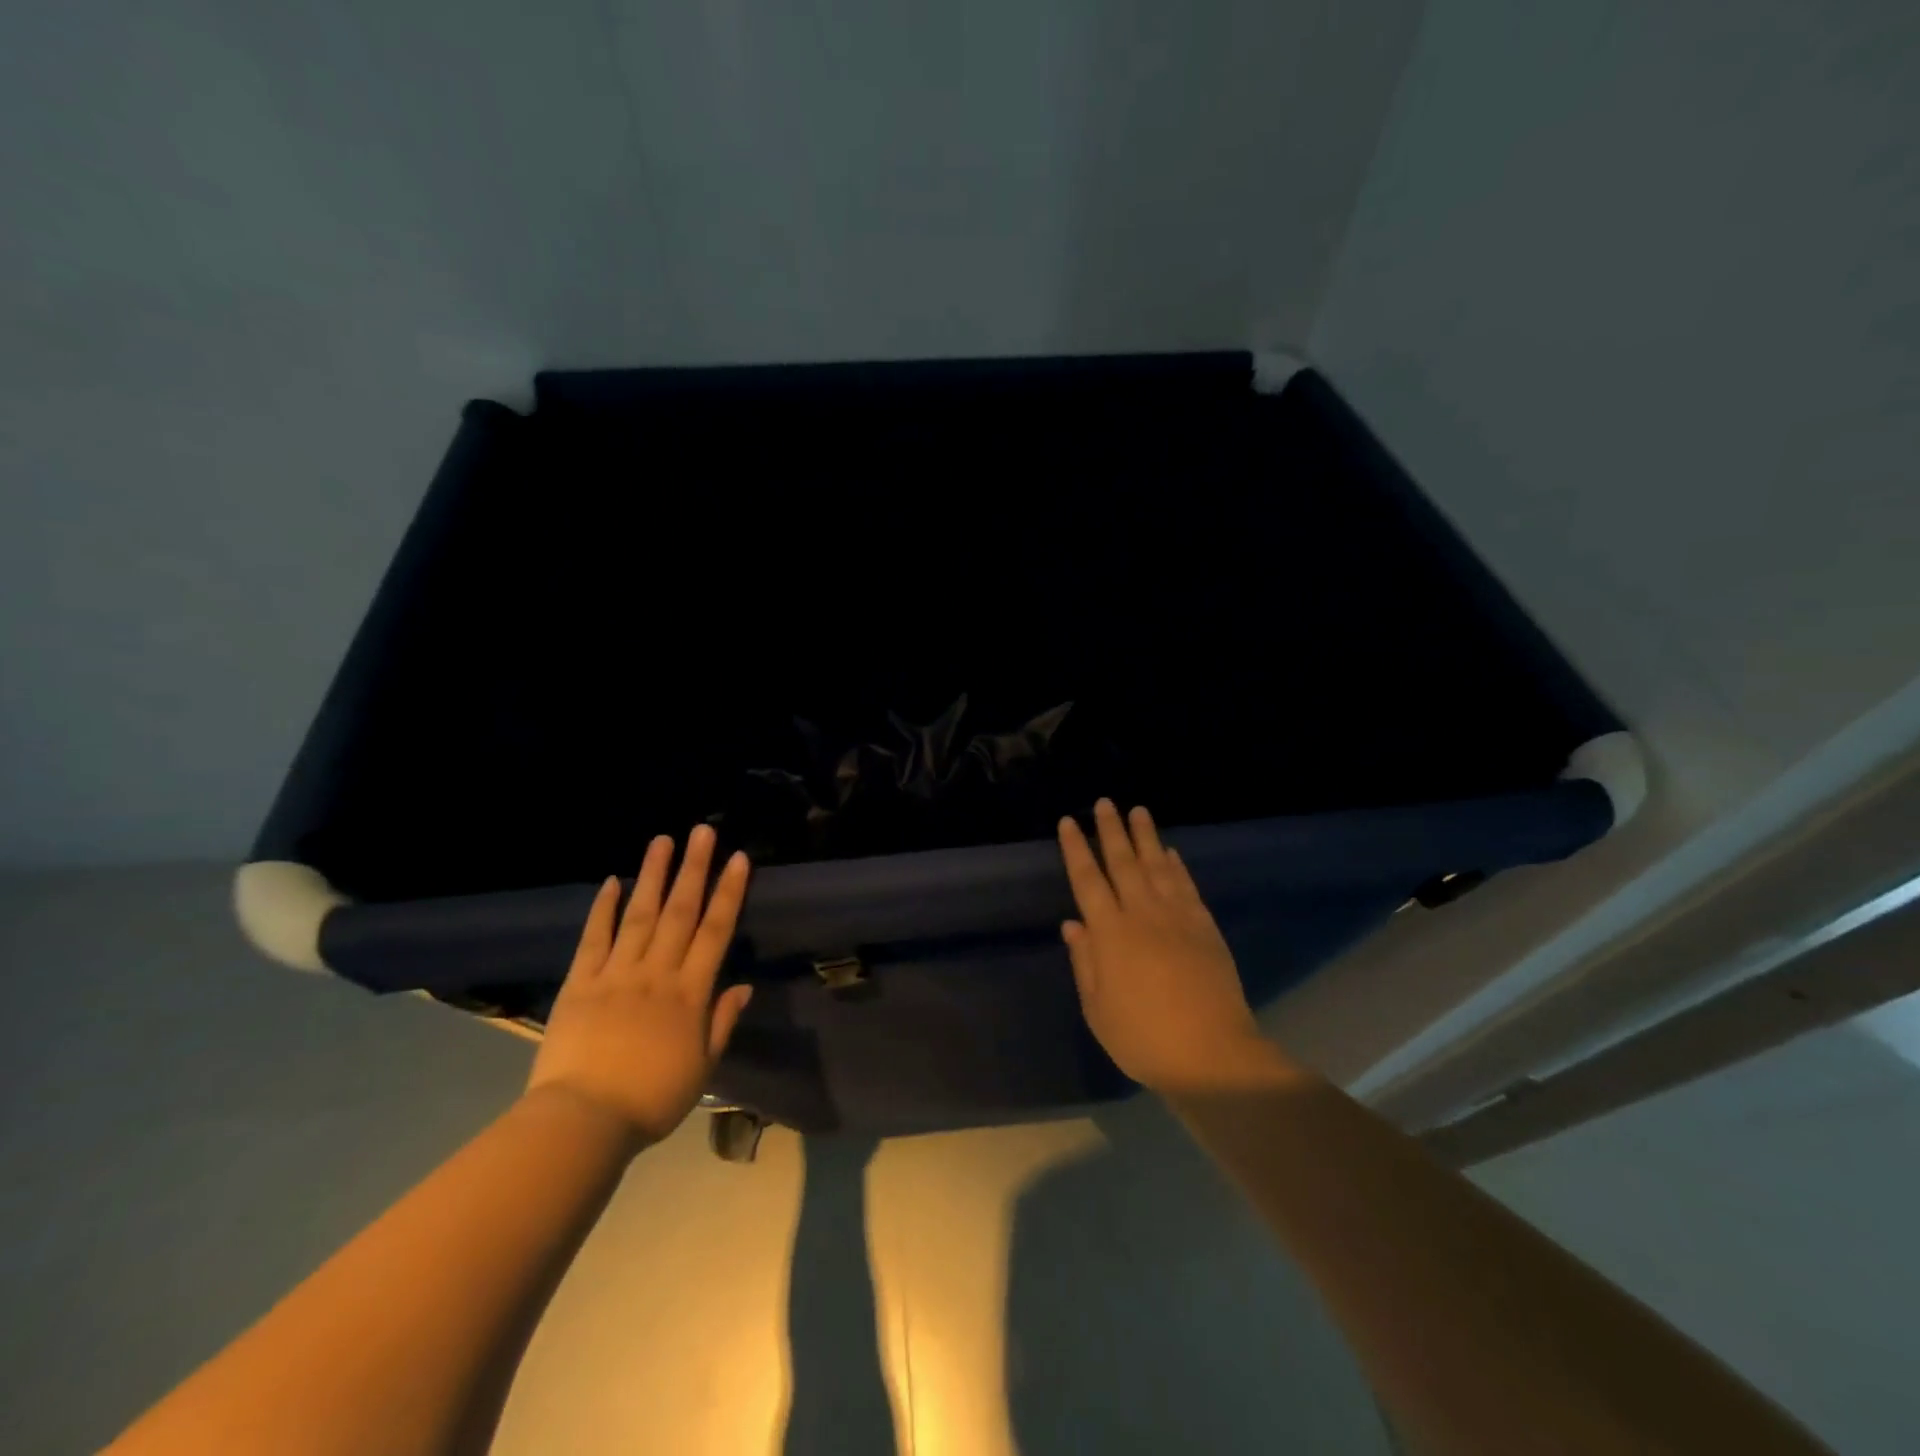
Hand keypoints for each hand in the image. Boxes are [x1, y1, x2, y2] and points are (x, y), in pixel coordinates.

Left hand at [527, 826, 753, 1145]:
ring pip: (640, 915)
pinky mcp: (580, 983)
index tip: (738, 859)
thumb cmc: (651, 1099)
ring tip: (662, 840)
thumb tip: (743, 986)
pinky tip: (611, 882)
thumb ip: (722, 1022)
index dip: (729, 893)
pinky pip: (594, 939)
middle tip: (703, 831)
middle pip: (680, 912)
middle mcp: (656, 973)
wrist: (582, 1122)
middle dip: (694, 868)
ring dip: (652, 875)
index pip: (715, 931)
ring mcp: (616, 974)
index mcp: (690, 993)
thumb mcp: (702, 1067)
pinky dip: (603, 909)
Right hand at [1058, 800, 1278, 1092]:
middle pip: (1123, 862)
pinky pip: (1187, 886)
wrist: (1211, 1054)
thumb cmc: (1143, 1038)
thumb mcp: (1097, 1009)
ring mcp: (1178, 917)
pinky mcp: (1205, 927)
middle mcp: (1142, 914)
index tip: (1068, 823)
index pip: (1088, 880)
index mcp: (1110, 934)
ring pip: (1157, 866)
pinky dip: (1177, 865)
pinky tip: (1171, 852)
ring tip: (1138, 810)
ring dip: (1146, 836)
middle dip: (1111, 830)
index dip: (1076, 849)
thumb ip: (1084, 962)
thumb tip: (1073, 924)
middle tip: (1104, 802)